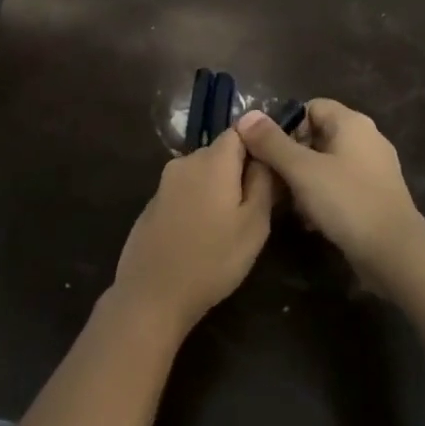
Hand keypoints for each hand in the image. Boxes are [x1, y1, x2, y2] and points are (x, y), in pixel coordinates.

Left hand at [108, 129, 277, 337]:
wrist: (152, 294)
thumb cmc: (213, 259)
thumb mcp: (254, 224)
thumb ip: (263, 182)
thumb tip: (265, 154)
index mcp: (212, 160)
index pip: (241, 131)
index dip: (260, 147)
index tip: (272, 175)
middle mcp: (185, 162)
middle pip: (221, 153)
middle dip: (240, 172)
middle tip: (257, 207)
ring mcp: (165, 183)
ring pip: (203, 174)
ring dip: (219, 190)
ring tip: (231, 226)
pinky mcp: (153, 204)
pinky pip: (185, 192)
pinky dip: (198, 203)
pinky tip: (203, 234)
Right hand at [236, 100, 424, 272]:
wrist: (394, 252)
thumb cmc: (346, 201)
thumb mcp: (301, 170)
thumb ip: (272, 142)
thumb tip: (246, 116)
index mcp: (352, 123)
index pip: (311, 106)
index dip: (286, 124)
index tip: (267, 150)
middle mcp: (367, 138)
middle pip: (318, 135)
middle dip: (291, 156)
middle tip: (272, 179)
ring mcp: (374, 168)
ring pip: (327, 163)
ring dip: (304, 179)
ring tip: (287, 203)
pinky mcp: (376, 195)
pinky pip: (340, 185)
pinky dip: (323, 196)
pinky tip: (309, 219)